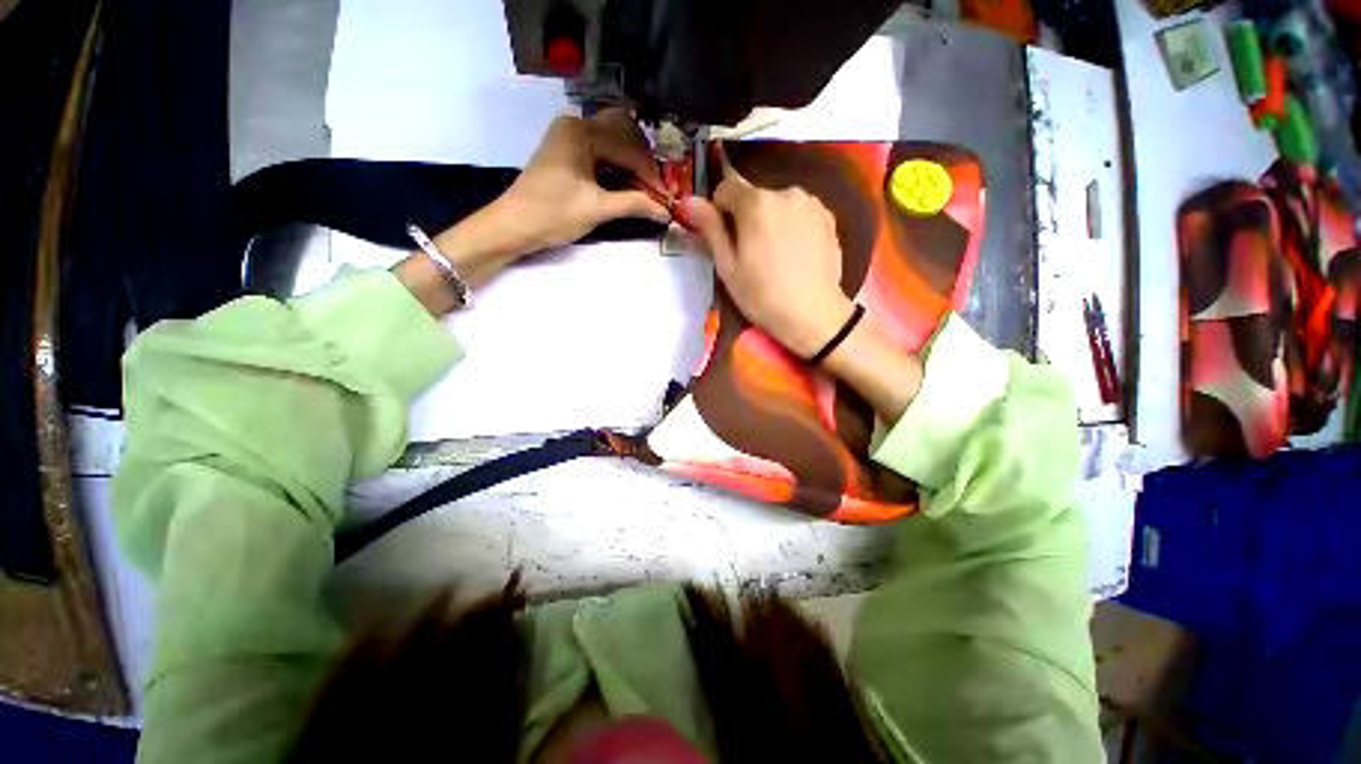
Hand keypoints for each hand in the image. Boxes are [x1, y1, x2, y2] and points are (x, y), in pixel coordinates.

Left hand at [491, 108, 670, 252]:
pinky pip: (600, 153)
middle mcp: (575, 125)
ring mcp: (568, 138)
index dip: (650, 174)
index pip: (628, 147)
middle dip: (643, 163)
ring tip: (645, 191)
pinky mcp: (566, 153)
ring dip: (631, 165)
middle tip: (656, 190)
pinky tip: (626, 186)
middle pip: (623, 134)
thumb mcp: (597, 209)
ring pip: (612, 143)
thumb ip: (634, 204)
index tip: (665, 198)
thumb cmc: (553, 214)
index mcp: (581, 132)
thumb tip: (665, 210)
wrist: (512, 226)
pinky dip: (616, 168)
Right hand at [680, 172, 854, 357]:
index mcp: (756, 202)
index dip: (719, 211)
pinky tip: (795, 254)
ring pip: (778, 205)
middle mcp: (785, 192)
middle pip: (754, 197)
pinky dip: (792, 226)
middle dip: (747, 218)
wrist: (812, 314)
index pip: (726, 188)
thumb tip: (689, 199)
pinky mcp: (828, 217)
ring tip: (775, 256)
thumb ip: (710, 228)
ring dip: (771, 221)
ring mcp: (811, 203)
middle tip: (750, 254)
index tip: (724, 239)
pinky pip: (799, 213)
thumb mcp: (728, 266)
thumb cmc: (762, 294)